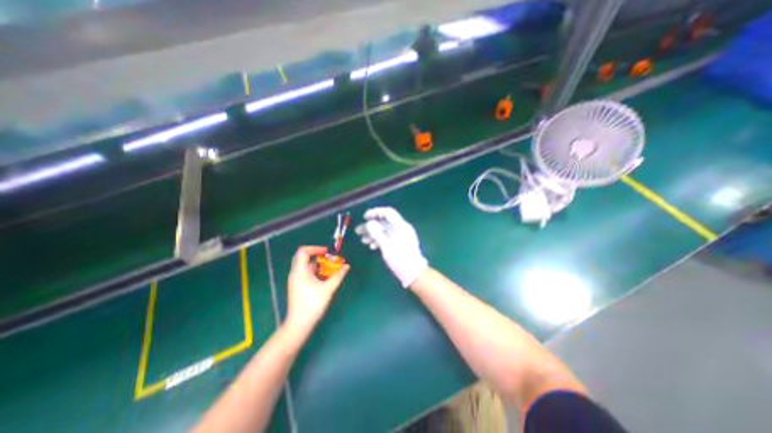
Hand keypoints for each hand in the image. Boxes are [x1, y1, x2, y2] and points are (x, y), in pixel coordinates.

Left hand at [286, 247, 349, 330]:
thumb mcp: (328, 288)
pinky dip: (316, 272)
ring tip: (331, 269)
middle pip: (305, 257)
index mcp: (300, 271)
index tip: (327, 252)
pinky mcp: (298, 286)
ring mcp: (296, 280)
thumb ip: (338, 276)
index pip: (303, 251)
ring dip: (319, 265)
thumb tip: (347, 266)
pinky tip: (326, 278)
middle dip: (319, 256)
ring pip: (307, 266)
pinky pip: (307, 274)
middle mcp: (296, 273)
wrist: (299, 324)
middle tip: (330, 259)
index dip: (315, 248)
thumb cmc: (312, 304)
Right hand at [355, 206, 428, 286]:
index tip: (364, 217)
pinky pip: (388, 237)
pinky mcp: (400, 242)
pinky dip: (379, 239)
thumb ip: (377, 233)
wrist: (414, 273)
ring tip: (363, 240)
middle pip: (384, 222)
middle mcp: (402, 228)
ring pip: (385, 230)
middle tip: (358, 231)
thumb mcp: (386, 247)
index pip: (388, 212)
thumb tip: (369, 223)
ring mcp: (402, 235)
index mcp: (401, 226)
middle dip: (371, 226)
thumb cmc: (400, 259)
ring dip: (373, 234)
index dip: (375, 212)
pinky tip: (372, 245)